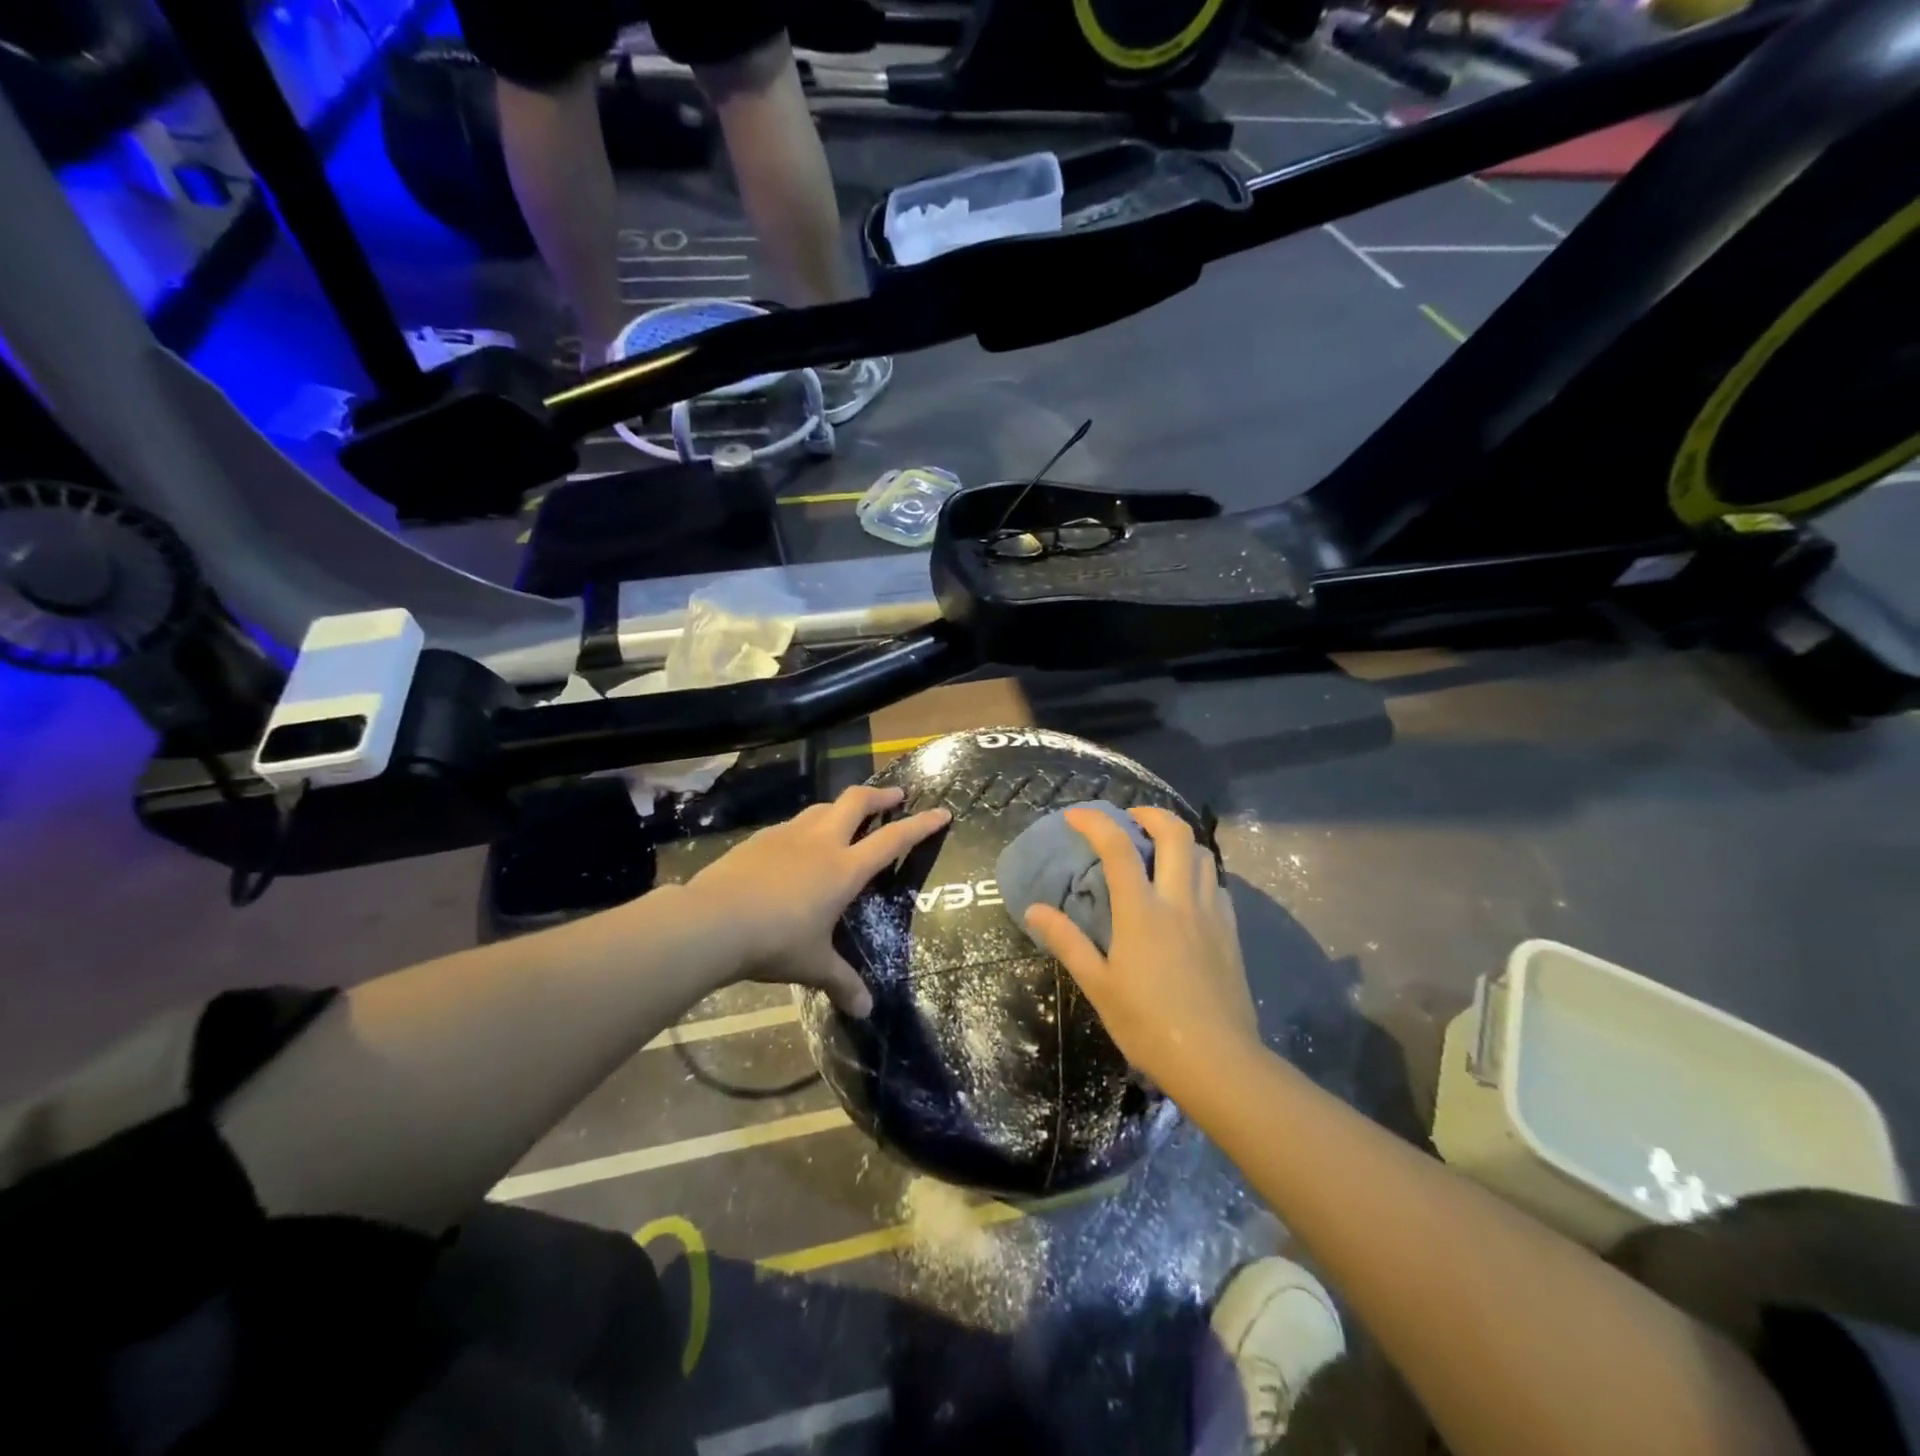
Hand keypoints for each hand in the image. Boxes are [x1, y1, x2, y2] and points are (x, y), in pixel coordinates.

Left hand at [683, 785, 949, 1016]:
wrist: (713, 921)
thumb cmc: (775, 941)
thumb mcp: (813, 964)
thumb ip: (841, 983)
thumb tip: (865, 1010)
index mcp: (844, 869)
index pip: (893, 839)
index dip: (921, 825)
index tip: (942, 811)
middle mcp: (821, 842)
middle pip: (857, 801)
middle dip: (880, 796)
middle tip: (895, 796)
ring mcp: (787, 835)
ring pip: (822, 807)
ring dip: (841, 807)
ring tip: (846, 816)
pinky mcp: (759, 839)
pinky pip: (792, 824)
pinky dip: (806, 826)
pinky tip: (797, 844)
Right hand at [1023, 805, 1257, 1088]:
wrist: (1218, 1061)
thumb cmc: (1149, 1025)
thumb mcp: (1098, 986)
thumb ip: (1067, 942)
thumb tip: (1034, 910)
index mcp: (1142, 912)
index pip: (1118, 848)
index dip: (1096, 822)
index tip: (1076, 815)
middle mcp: (1180, 901)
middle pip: (1175, 833)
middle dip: (1150, 814)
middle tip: (1130, 819)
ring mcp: (1211, 913)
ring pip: (1203, 853)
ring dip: (1178, 840)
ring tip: (1157, 850)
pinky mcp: (1231, 931)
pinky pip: (1216, 883)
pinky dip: (1197, 870)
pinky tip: (1184, 891)